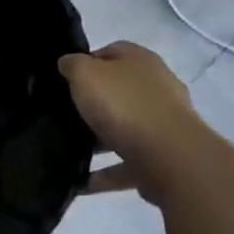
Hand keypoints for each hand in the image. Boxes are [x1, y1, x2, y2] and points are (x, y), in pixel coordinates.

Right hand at [58, 42, 197, 200]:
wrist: (169, 156)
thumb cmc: (123, 105)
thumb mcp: (85, 74)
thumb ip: (72, 65)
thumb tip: (67, 63)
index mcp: (141, 61)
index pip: (111, 52)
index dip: (85, 62)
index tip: (63, 81)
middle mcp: (157, 88)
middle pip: (119, 91)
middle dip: (93, 103)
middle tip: (64, 114)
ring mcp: (163, 124)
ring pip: (124, 128)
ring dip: (99, 140)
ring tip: (68, 151)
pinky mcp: (162, 158)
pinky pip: (125, 164)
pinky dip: (104, 174)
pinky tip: (80, 182)